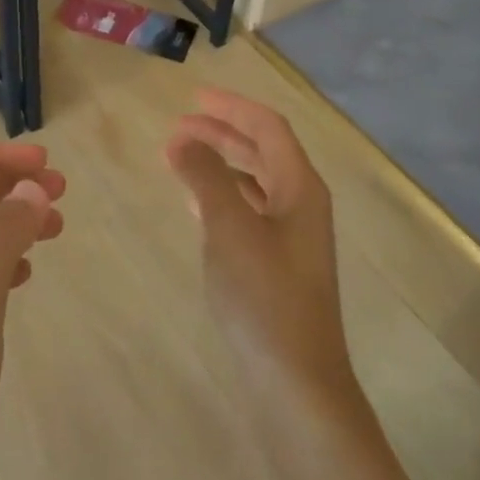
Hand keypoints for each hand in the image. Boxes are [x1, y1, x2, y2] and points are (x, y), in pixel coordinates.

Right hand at [165, 89, 356, 414]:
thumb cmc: (264, 295)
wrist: (296, 381)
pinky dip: (221, 198)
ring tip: (179, 159)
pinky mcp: (277, 265)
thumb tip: (181, 139)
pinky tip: (196, 205)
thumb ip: (205, 178)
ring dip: (220, 165)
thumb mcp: (230, 228)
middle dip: (222, 134)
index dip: (232, 107)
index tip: (193, 98)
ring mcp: (291, 238)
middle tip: (178, 127)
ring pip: (254, 183)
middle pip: (262, 152)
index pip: (268, 128)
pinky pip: (248, 213)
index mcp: (300, 188)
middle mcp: (301, 205)